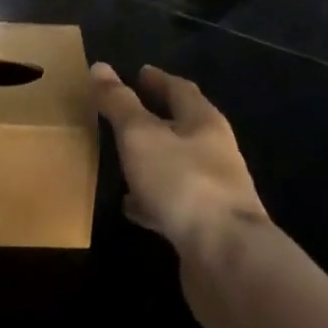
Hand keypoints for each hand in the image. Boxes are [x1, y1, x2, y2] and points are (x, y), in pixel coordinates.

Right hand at [91, 63, 268, 264]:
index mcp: (204, 122)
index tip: (139, 72)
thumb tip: (99, 67)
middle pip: (183, 127)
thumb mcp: (141, 136)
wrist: (228, 260)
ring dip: (153, 160)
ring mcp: (214, 192)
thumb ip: (119, 103)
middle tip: (125, 113)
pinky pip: (174, 203)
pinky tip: (131, 207)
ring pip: (177, 166)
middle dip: (156, 119)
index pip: (181, 90)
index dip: (159, 80)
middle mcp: (215, 152)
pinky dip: (152, 199)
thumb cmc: (183, 183)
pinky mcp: (207, 228)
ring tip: (122, 159)